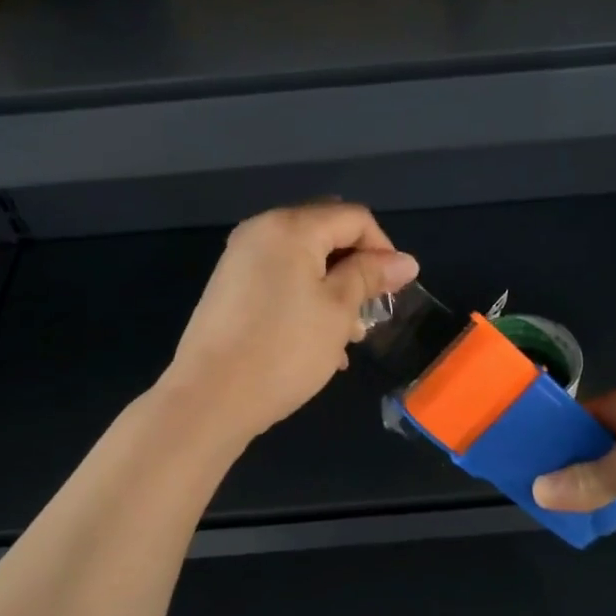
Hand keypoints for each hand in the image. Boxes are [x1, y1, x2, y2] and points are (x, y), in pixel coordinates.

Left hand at [162, 203, 418, 444]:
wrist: (210, 398)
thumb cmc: (284, 350)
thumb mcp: (338, 311)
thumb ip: (370, 277)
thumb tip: (405, 261)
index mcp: (290, 227)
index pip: (353, 218)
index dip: (383, 249)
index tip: (394, 291)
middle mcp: (261, 232)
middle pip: (326, 235)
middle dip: (356, 269)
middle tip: (371, 310)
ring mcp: (240, 261)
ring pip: (304, 262)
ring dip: (334, 290)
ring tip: (349, 336)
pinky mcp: (230, 290)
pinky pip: (281, 282)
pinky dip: (306, 301)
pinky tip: (319, 343)